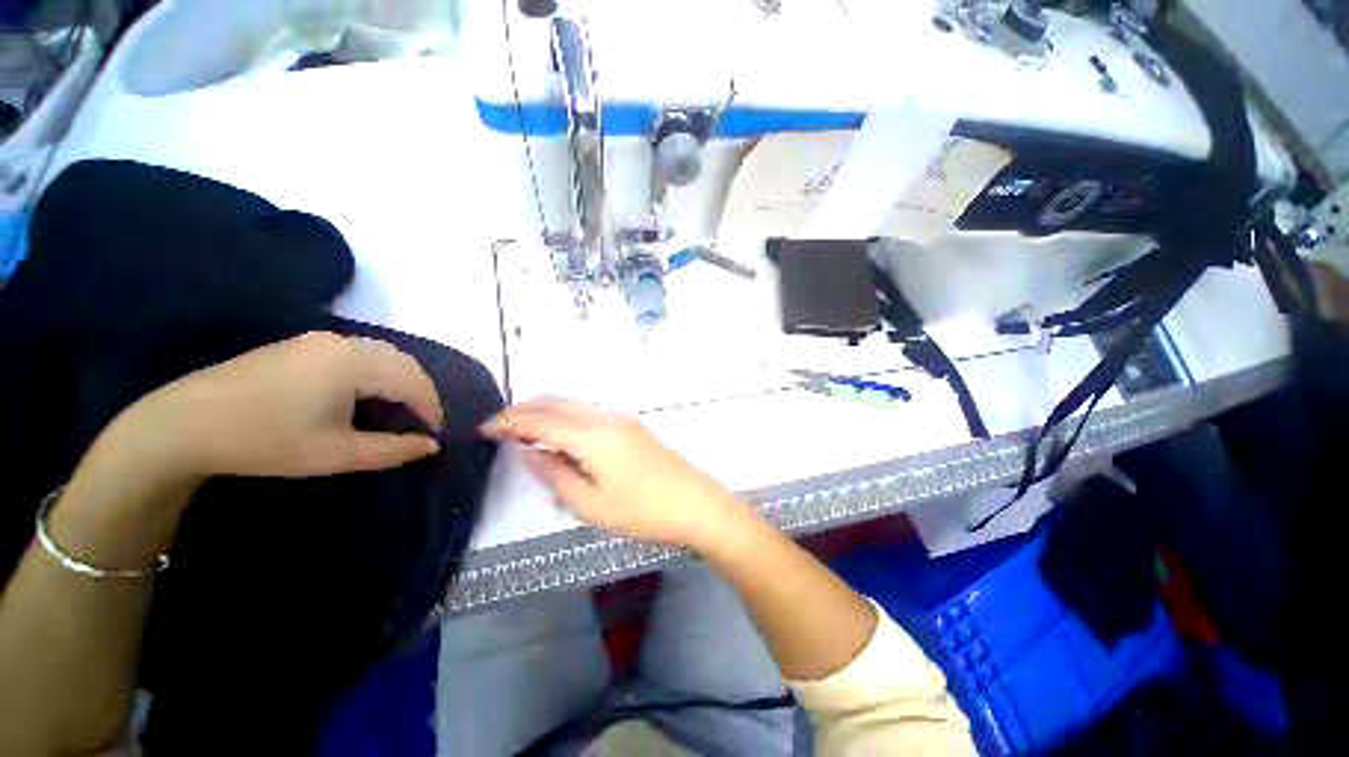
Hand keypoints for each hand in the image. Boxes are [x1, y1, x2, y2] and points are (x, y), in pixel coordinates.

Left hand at [107, 332, 444, 483]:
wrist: (184, 423)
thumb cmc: (265, 441)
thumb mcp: (335, 454)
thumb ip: (392, 450)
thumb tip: (432, 446)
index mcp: (355, 363)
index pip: (414, 383)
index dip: (432, 409)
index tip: (437, 435)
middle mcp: (344, 342)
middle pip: (403, 363)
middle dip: (421, 393)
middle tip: (423, 424)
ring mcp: (320, 340)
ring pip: (383, 355)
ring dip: (401, 381)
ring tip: (401, 411)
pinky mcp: (302, 345)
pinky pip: (359, 353)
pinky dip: (377, 373)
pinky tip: (367, 395)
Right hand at [480, 398, 744, 549]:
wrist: (697, 504)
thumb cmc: (644, 512)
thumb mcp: (591, 504)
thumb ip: (556, 474)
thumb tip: (530, 453)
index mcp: (593, 435)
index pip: (541, 420)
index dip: (509, 422)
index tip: (484, 428)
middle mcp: (606, 417)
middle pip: (557, 403)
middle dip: (525, 409)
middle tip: (499, 424)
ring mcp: (622, 418)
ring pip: (574, 405)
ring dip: (546, 411)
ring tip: (522, 428)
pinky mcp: (631, 426)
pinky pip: (589, 414)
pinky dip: (566, 418)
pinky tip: (558, 436)